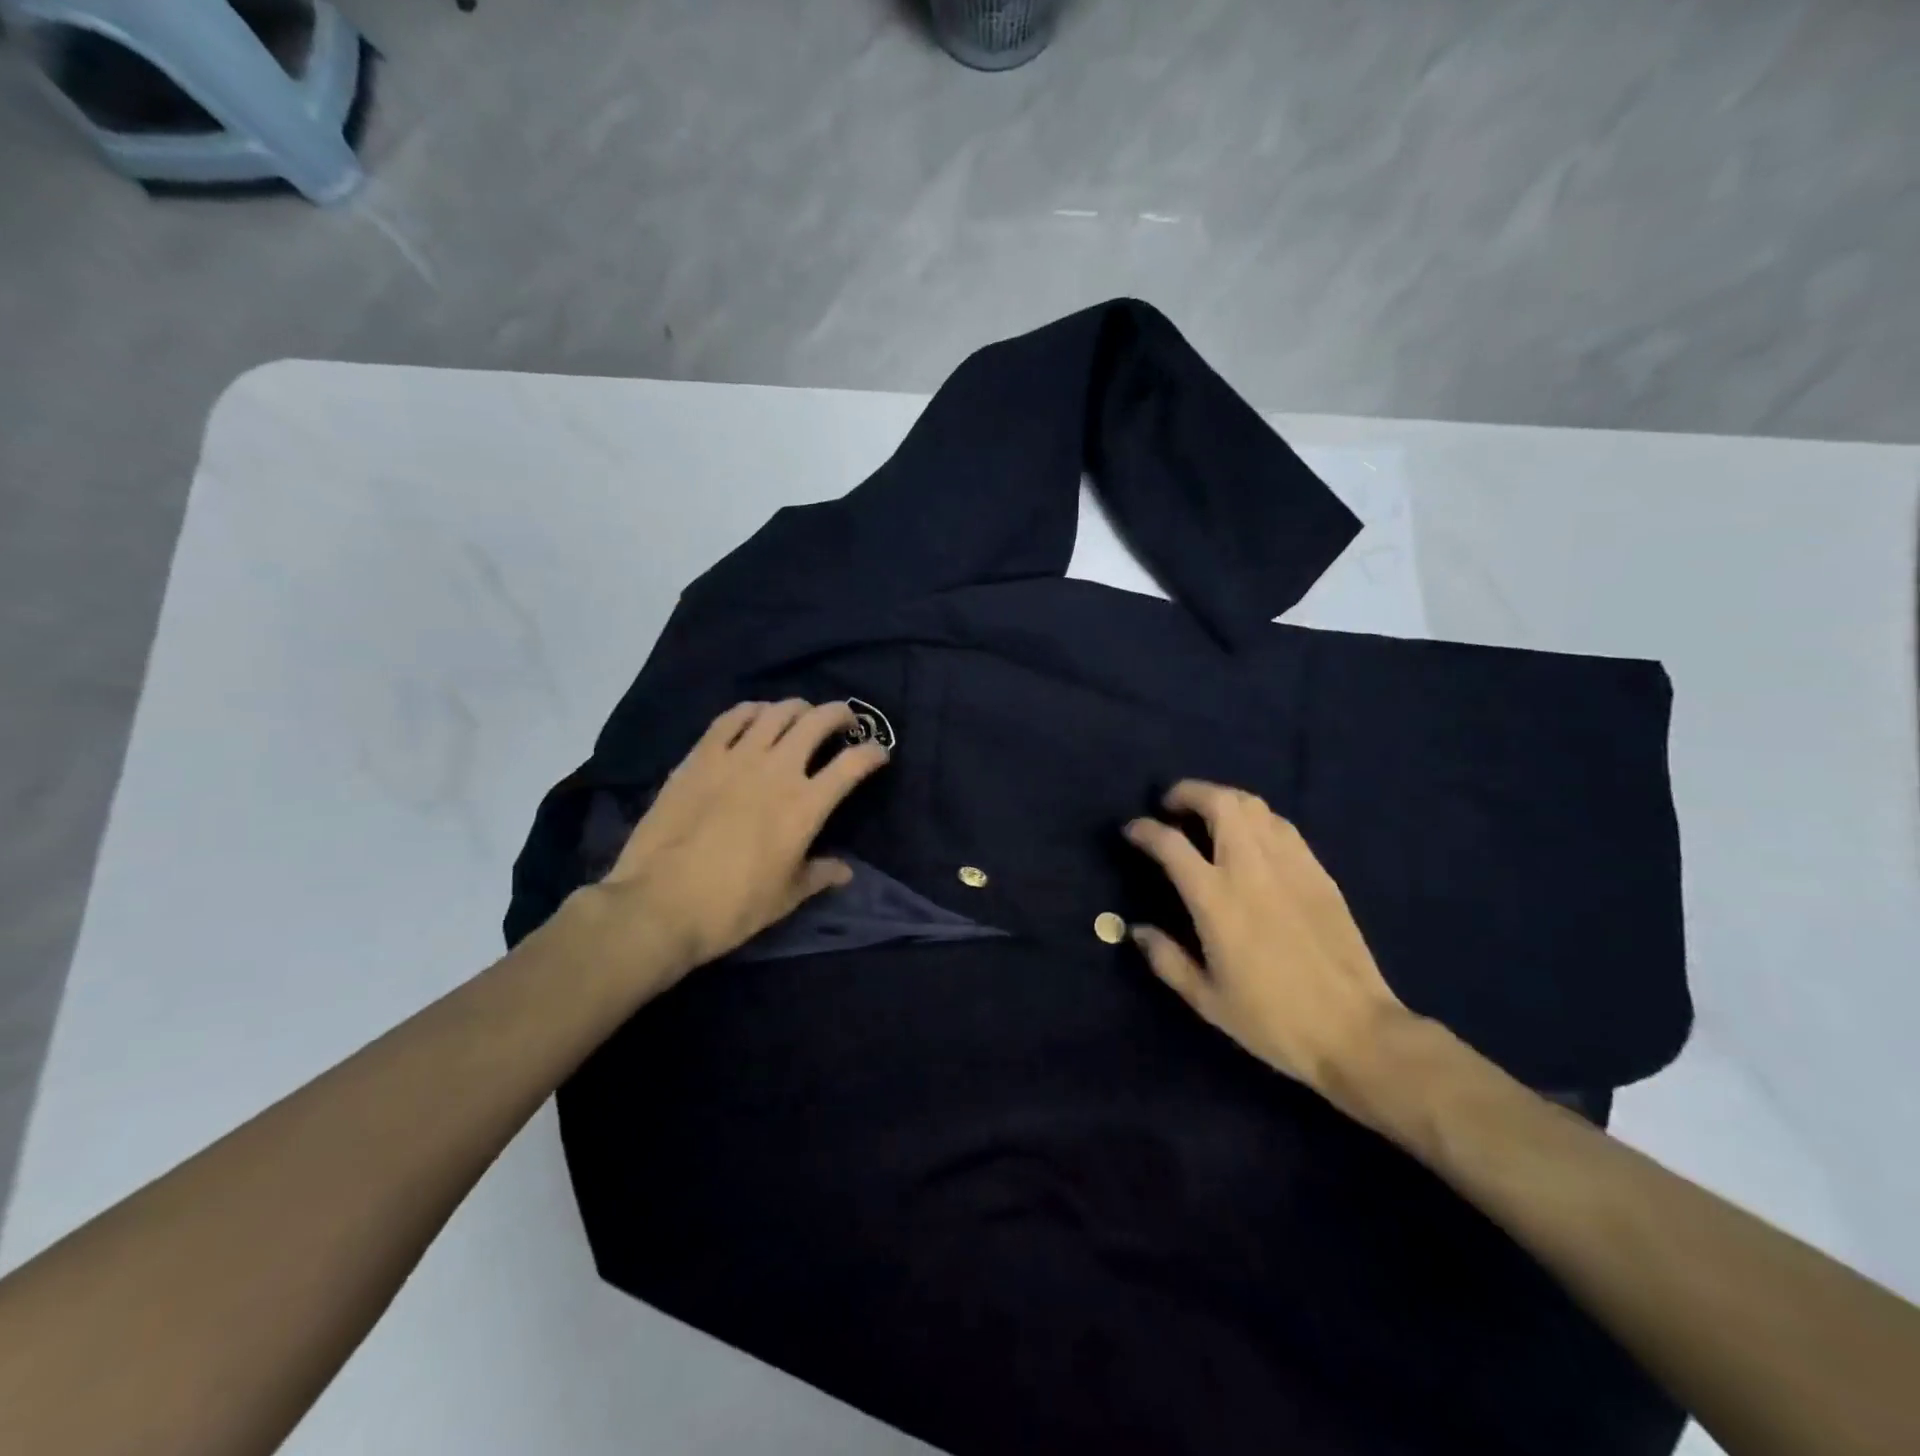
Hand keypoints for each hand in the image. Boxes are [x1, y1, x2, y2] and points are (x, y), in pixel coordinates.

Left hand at [564, 700, 889, 996]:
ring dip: (797, 708)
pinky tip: (755, 715)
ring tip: (801, 716)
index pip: (852, 764)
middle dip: (839, 715)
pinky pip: (730, 718)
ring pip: (776, 712)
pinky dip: (751, 711)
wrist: (659, 904)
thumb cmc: (732, 907)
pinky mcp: (700, 757)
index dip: (872, 752)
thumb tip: (845, 871)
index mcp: (805, 806)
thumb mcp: (786, 897)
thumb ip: (818, 875)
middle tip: (844, 721)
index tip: (879, 752)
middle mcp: (777, 771)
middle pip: (817, 722)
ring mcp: (735, 758)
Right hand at [1124, 781, 1412, 1102]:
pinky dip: (1256, 819)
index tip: (1132, 830)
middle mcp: (1250, 868)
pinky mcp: (1318, 872)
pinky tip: (1251, 838)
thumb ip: (1166, 959)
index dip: (1144, 830)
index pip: (1170, 843)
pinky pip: (1282, 826)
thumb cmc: (1273, 1020)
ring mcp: (1289, 865)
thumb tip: (1136, 931)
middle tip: (1171, 805)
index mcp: (1215, 899)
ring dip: (1223, 800)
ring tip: (1208, 815)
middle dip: (1188, 792)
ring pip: (1253, 805)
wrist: (1355, 1032)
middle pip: (1219, 803)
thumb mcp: (1207, 999)